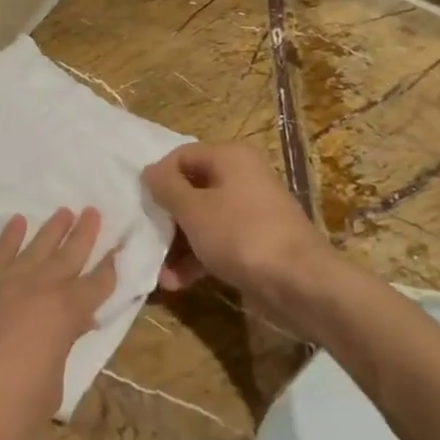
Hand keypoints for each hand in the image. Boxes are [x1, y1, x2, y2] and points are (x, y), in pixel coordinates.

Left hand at [0, 207, 116, 439]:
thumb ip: (61, 351)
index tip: (119, 249)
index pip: (96, 286)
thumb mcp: (50, 389)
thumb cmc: (6, 411)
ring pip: (34, 247)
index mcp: (65, 314)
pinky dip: (9, 236)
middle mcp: (38, 288)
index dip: (109, 270)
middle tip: (94, 212)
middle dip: (84, 235)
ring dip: (52, 229)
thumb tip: (70, 327)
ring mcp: (2, 282)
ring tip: (65, 211)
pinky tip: (18, 223)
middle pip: (68, 255)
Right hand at [142, 143, 334, 316]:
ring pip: (203, 219)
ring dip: (178, 244)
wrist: (300, 283)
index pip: (181, 155)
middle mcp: (242, 177)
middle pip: (192, 189)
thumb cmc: (240, 235)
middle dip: (166, 218)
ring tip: (159, 273)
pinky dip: (198, 258)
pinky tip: (177, 283)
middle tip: (146, 239)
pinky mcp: (255, 241)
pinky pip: (218, 241)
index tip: (139, 204)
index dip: (158, 177)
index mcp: (230, 157)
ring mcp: (251, 210)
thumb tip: (149, 171)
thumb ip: (166, 187)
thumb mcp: (194, 209)